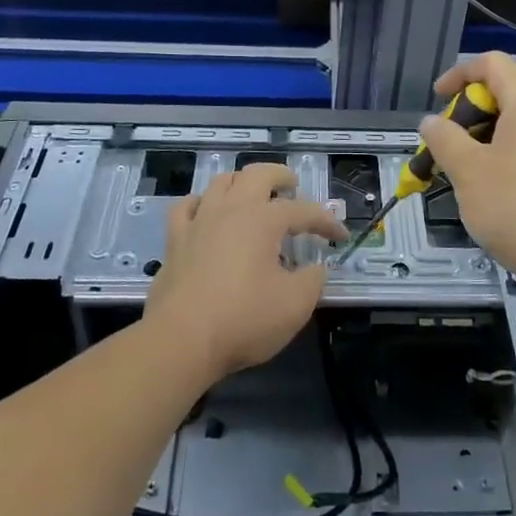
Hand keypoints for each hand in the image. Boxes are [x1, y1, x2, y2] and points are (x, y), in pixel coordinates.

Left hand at [144, 164, 344, 382]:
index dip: (326, 221)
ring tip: (253, 196)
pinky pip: (186, 207)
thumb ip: (312, 280)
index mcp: (263, 220)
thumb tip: (316, 268)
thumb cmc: (243, 319)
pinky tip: (206, 212)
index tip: (340, 236)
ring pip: (221, 182)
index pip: (303, 210)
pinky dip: (201, 203)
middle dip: (280, 176)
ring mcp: (199, 222)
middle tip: (293, 187)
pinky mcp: (175, 241)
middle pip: (257, 175)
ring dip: (242, 183)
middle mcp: (231, 210)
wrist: (181, 341)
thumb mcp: (295, 305)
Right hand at [419, 53, 515, 293]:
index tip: (437, 100)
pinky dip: (513, 151)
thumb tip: (432, 122)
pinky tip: (502, 187)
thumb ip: (444, 139)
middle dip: (471, 112)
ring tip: (470, 170)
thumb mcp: (468, 172)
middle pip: (508, 90)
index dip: (459, 75)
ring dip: (490, 135)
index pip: (492, 63)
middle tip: (449, 145)